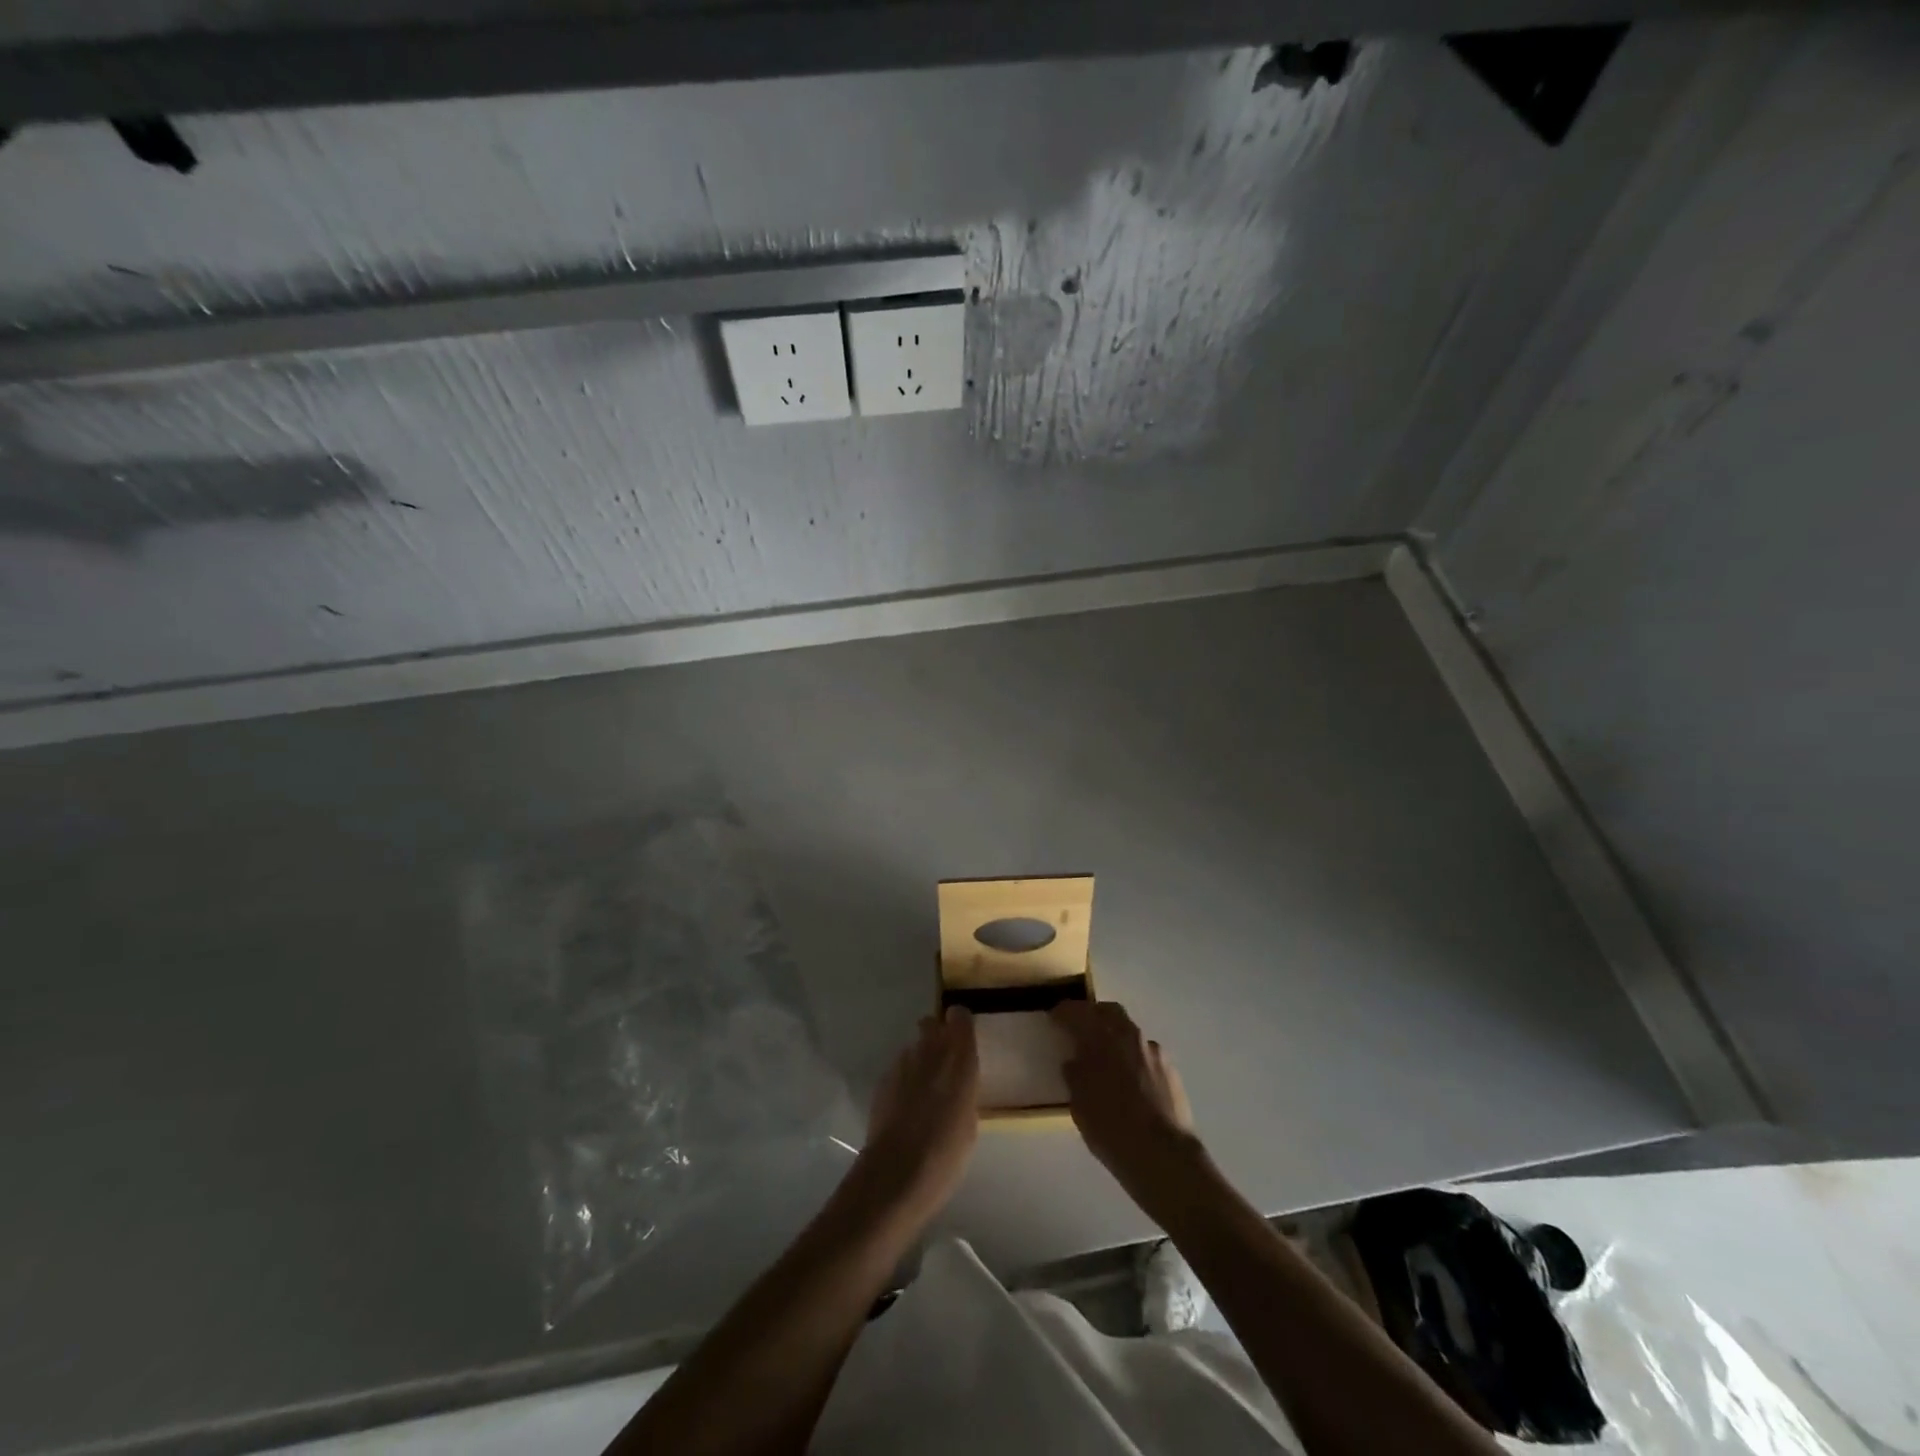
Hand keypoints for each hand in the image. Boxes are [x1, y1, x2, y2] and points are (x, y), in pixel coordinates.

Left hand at [857, 1007, 979, 1222]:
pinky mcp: (883, 1079)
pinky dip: (905, 1079)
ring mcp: (903, 1063)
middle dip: (937, 1036)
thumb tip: (957, 1086)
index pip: (960, 1017)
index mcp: (959, 1058)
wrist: (897, 1172)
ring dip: (920, 1060)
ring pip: (914, 1047)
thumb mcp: (969, 1122)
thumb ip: (964, 1091)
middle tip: (944, 1063)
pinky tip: (906, 1106)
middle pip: (931, 1025)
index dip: (961, 1024)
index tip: (964, 1038)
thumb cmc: (946, 1152)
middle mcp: (930, 1051)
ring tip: (924, 1090)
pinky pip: (899, 1069)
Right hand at [1051, 1000, 1200, 1193]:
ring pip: (1130, 1032)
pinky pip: (1145, 1053)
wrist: (1164, 1156)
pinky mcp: (1171, 1069)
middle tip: (1081, 1028)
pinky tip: (1130, 1080)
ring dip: (1116, 1037)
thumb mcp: (1080, 1105)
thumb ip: (1075, 1076)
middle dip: (1093, 1015)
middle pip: (1109, 1012)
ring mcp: (1153, 1051)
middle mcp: (1129, 1036)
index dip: (1064, 1012)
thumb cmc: (1112, 1130)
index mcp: (1101, 1039)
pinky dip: (1133, 1058)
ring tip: (1107, 1059)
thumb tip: (1074, 1062)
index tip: (1054, 1016)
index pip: (1078, 1013)